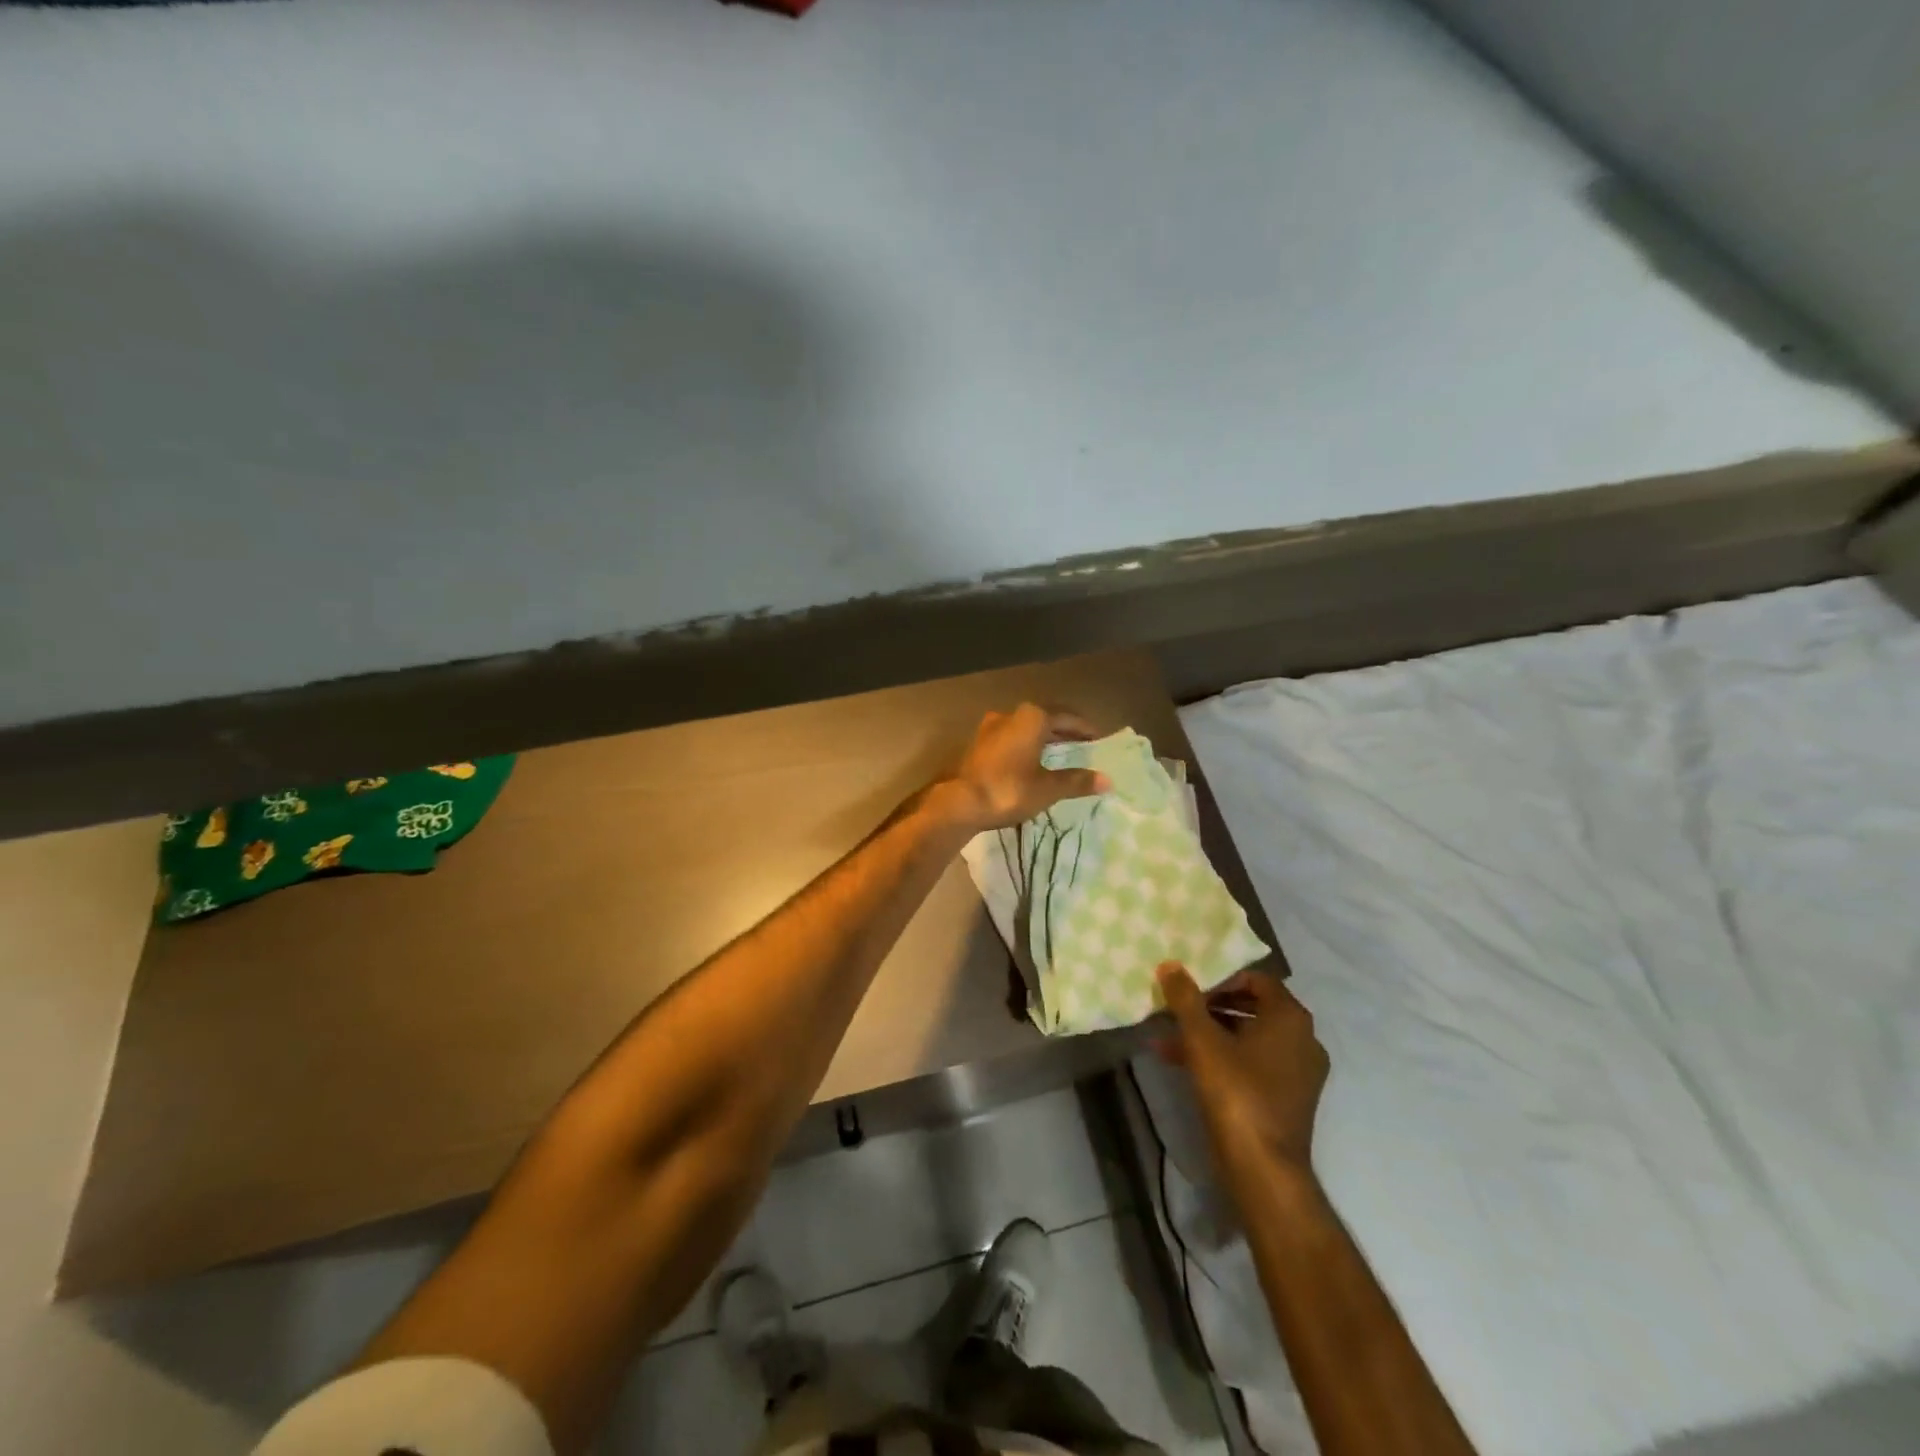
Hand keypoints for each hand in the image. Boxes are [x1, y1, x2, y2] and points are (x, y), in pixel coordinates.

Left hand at [938, 704, 1109, 833]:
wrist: (960, 801)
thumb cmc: (1009, 789)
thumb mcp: (1048, 788)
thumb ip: (1076, 781)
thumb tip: (1107, 780)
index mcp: (1032, 717)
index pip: (1067, 716)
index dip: (1084, 728)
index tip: (1097, 739)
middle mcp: (1010, 714)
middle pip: (1044, 718)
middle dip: (1063, 732)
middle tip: (1081, 745)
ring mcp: (990, 727)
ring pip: (1024, 728)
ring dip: (1042, 738)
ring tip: (1057, 753)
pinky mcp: (978, 744)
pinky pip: (1010, 738)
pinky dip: (1025, 746)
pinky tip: (1030, 761)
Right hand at [1156, 962, 1327, 1175]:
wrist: (1264, 1169)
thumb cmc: (1236, 1092)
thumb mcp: (1202, 1040)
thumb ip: (1185, 998)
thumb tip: (1170, 964)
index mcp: (1290, 1018)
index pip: (1257, 979)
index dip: (1222, 978)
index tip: (1191, 988)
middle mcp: (1303, 1039)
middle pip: (1253, 1006)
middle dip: (1212, 1005)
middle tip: (1179, 1007)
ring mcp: (1299, 1071)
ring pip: (1250, 1037)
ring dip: (1211, 1032)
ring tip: (1170, 1036)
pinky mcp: (1289, 1097)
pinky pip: (1254, 1063)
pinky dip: (1223, 1057)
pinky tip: (1181, 1062)